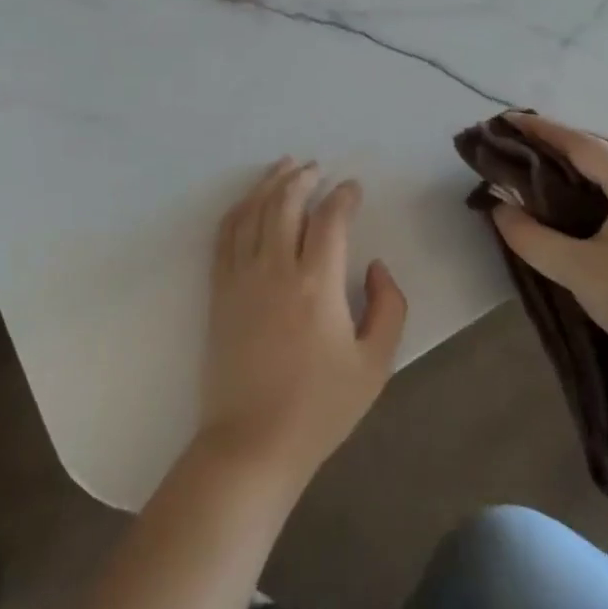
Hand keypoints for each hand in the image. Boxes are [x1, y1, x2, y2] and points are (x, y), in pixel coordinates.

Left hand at [198, 159, 407, 483]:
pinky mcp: (219, 291)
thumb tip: (374, 267)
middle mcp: (275, 268)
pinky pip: (225, 235)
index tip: (353, 188)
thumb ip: (388, 307)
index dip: (343, 196)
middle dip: (303, 178)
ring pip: (253, 211)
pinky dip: (238, 209)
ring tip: (284, 166)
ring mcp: (241, 277)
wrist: (252, 442)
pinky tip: (248, 201)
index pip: (330, 219)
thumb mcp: (376, 364)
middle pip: (285, 203)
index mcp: (317, 284)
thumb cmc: (320, 408)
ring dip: (269, 184)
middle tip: (316, 168)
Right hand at [491, 114, 607, 373]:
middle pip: (602, 154)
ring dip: (579, 168)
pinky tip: (578, 204)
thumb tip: (499, 209)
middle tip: (519, 144)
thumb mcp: (578, 270)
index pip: (582, 145)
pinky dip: (598, 190)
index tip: (507, 120)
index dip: (542, 130)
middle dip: (559, 146)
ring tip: (541, 169)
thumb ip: (531, 237)